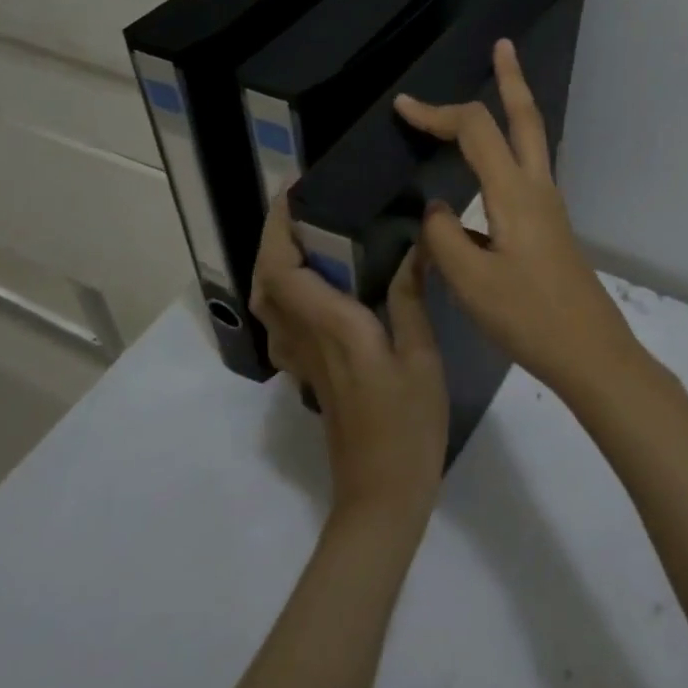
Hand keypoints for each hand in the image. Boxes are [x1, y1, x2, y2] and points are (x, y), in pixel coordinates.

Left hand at [249, 196, 448, 521]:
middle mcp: (306, 339)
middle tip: (298, 209)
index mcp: (333, 327)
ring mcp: (302, 362)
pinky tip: (314, 290)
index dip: (279, 227)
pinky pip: (281, 326)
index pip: (285, 269)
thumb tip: (419, 244)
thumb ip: (412, 298)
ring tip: (304, 239)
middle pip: (266, 282)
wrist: (382, 495)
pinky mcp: (308, 377)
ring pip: (267, 305)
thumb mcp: (421, 356)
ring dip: (273, 265)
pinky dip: (283, 296)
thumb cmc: (409, 424)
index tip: (292, 192)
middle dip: (271, 239)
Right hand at [394, 39, 642, 400]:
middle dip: (511, 79)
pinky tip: (488, 171)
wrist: (591, 353)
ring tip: (497, 88)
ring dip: (514, 109)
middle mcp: (537, 189)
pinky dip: (509, 150)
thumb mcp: (471, 282)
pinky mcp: (549, 228)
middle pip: (526, 119)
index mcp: (515, 194)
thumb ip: (443, 238)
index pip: (475, 131)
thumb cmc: (530, 317)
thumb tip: (434, 209)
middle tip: (503, 46)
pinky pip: (527, 171)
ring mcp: (549, 208)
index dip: (437, 113)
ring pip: (531, 142)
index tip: (402, 107)